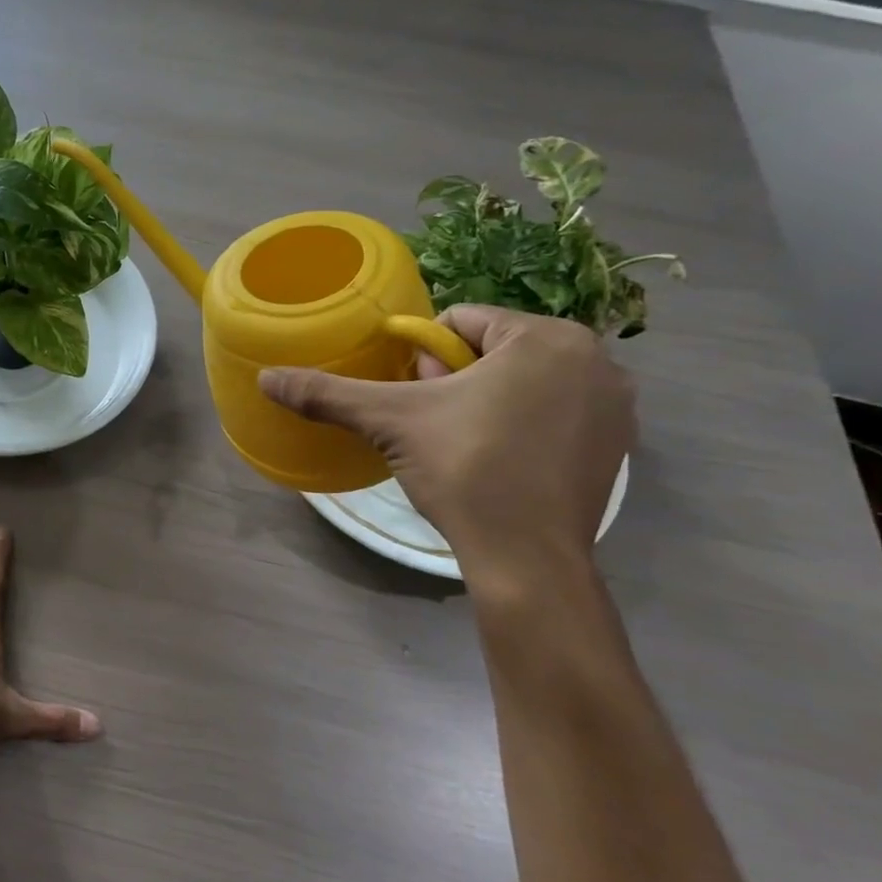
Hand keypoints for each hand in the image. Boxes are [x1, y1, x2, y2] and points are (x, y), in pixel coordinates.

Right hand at [260, 306, 633, 585]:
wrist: (527, 560)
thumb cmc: (466, 470)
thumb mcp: (390, 422)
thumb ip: (328, 393)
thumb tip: (265, 377)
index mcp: (548, 337)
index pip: (460, 322)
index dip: (423, 358)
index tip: (416, 400)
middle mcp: (595, 359)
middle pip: (493, 350)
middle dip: (454, 379)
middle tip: (434, 424)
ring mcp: (614, 405)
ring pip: (522, 381)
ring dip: (484, 401)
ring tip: (461, 445)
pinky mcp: (617, 445)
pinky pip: (551, 412)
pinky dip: (520, 426)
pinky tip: (498, 462)